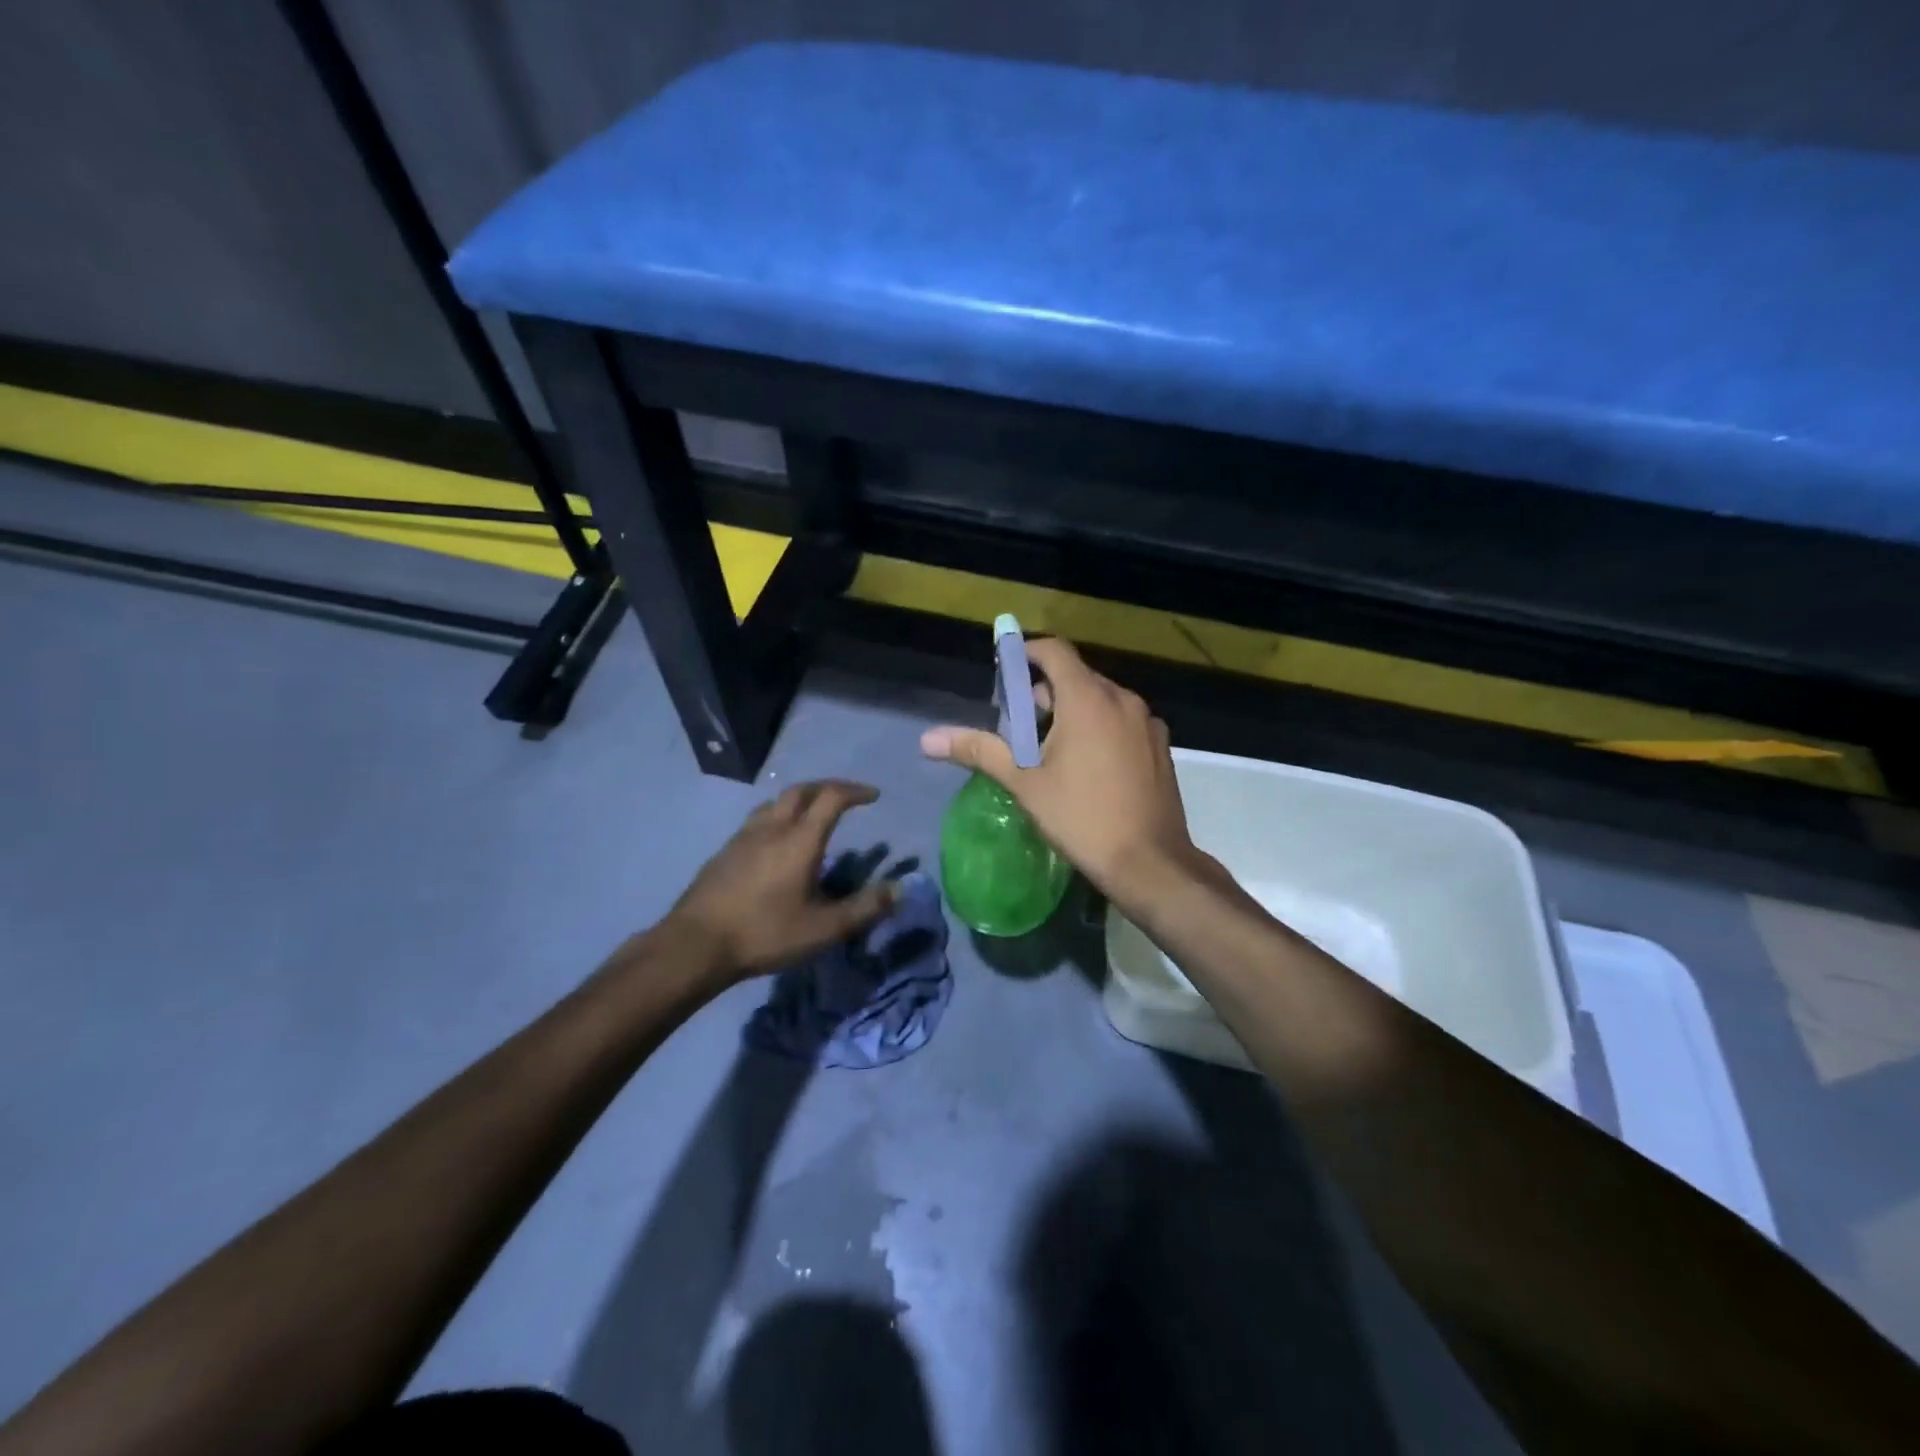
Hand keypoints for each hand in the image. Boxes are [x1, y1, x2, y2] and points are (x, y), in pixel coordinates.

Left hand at [661, 780, 896, 982]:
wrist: (695, 944)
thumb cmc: (765, 932)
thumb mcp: (824, 929)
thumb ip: (864, 908)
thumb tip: (899, 889)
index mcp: (800, 839)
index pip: (831, 797)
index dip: (855, 791)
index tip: (873, 796)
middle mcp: (772, 827)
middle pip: (801, 790)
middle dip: (828, 787)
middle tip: (845, 798)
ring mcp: (743, 837)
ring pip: (775, 802)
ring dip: (800, 800)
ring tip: (812, 816)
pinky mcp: (724, 852)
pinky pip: (758, 820)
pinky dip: (777, 818)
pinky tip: (776, 844)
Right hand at [920, 638, 1201, 905]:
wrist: (1149, 863)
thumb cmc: (1081, 818)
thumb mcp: (1024, 783)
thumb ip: (979, 750)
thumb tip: (928, 738)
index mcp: (1088, 699)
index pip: (1054, 651)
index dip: (1025, 653)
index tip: (1004, 673)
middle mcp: (1123, 699)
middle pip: (1076, 676)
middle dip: (1044, 692)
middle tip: (1019, 726)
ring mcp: (1147, 722)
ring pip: (1102, 699)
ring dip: (1073, 710)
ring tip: (1050, 749)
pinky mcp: (1160, 746)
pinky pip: (1122, 721)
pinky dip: (1100, 727)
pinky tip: (1088, 766)